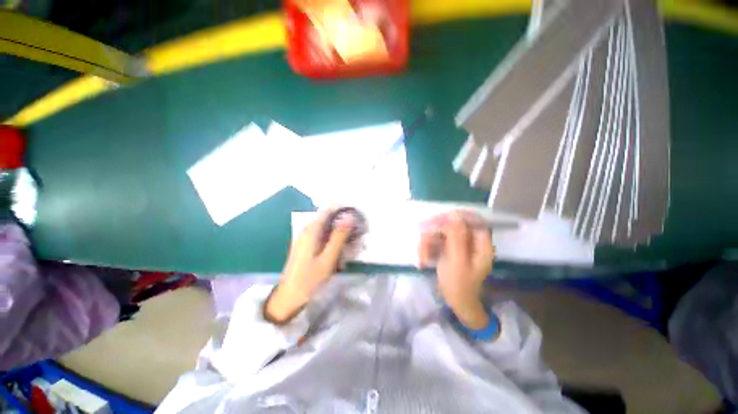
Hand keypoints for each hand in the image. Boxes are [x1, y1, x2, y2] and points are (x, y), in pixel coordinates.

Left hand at [265, 208, 353, 323]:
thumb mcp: (328, 258)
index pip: (327, 210)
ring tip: (352, 235)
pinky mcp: (306, 245)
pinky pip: (322, 235)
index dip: (342, 208)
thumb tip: (350, 216)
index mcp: (311, 230)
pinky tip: (340, 245)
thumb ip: (339, 236)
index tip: (356, 212)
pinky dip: (333, 236)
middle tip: (358, 227)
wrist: (289, 297)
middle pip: (327, 217)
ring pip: (325, 226)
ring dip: (339, 229)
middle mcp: (307, 230)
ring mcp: (305, 238)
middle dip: (342, 219)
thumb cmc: (309, 278)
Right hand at [419, 211, 495, 328]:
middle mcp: (471, 241)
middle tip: (423, 241)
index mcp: (481, 244)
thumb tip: (453, 214)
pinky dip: (428, 249)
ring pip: (441, 233)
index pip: (472, 220)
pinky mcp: (449, 248)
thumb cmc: (459, 285)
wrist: (455, 302)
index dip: (455, 216)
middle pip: (452, 226)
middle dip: (435, 234)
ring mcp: (459, 244)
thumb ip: (456, 237)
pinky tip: (423, 260)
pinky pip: (436, 241)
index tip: (437, 220)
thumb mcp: (457, 261)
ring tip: (422, 259)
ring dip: (428, 244)